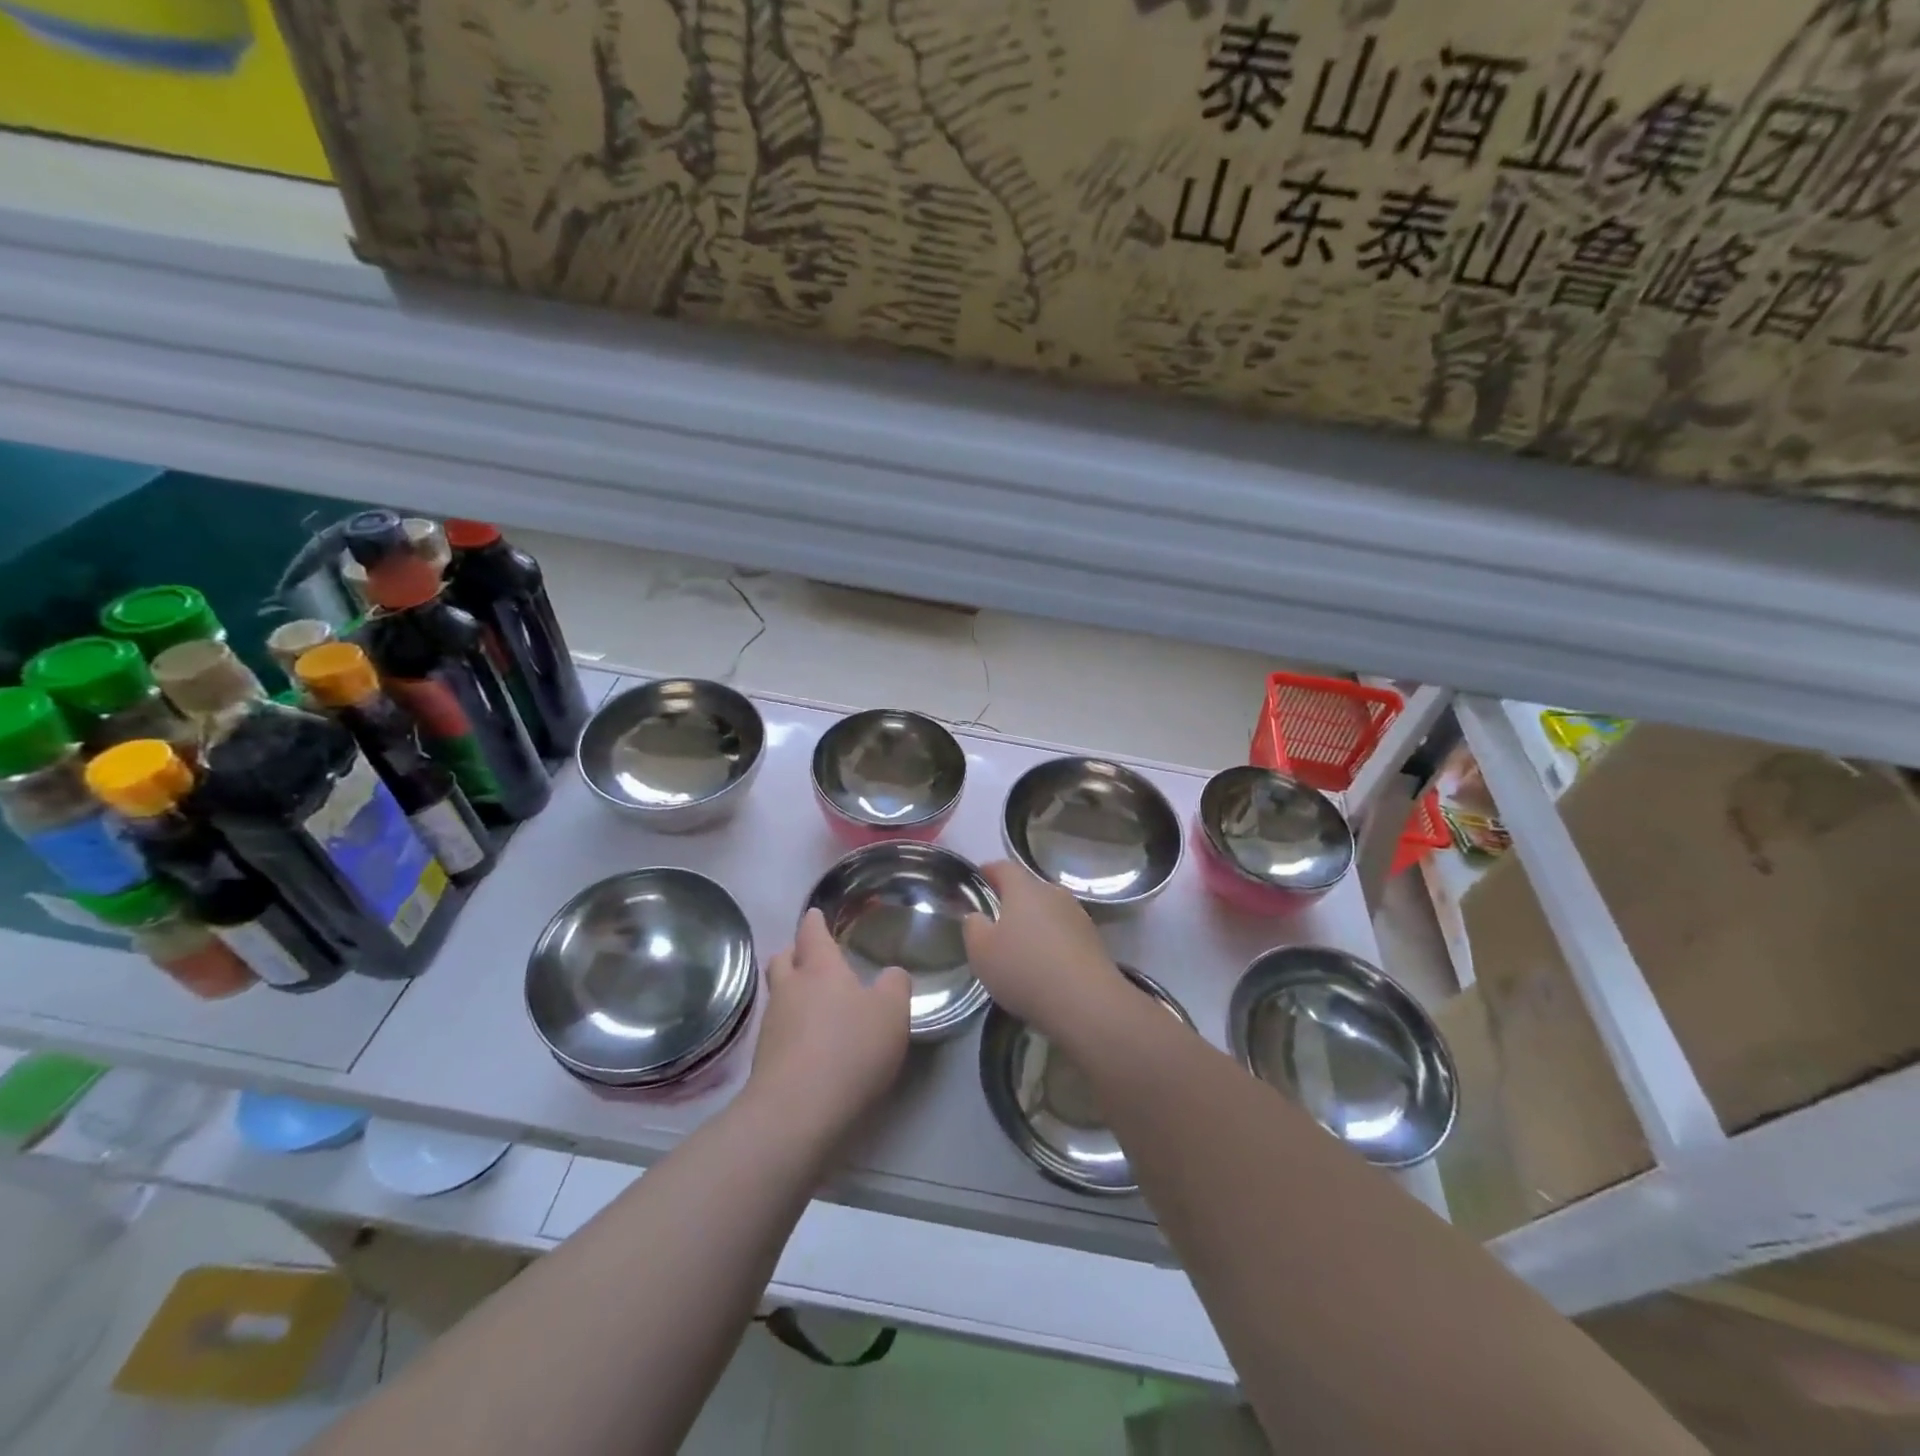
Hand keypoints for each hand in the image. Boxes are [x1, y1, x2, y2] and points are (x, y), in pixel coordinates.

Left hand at [749, 909, 910, 1146]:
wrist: (796, 1114)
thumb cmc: (850, 1049)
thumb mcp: (892, 1012)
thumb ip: (895, 985)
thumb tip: (890, 974)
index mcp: (820, 968)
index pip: (812, 932)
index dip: (815, 922)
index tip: (816, 915)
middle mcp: (790, 989)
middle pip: (783, 959)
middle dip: (795, 953)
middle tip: (812, 958)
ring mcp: (772, 1025)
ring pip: (778, 995)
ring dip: (792, 993)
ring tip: (814, 1002)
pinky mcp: (764, 1061)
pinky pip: (778, 1030)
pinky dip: (791, 1028)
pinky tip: (809, 1042)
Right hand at [963, 860, 1126, 1039]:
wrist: (1085, 1002)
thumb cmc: (1024, 969)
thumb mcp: (981, 951)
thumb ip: (973, 927)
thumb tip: (977, 915)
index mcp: (1024, 888)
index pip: (1004, 867)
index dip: (989, 871)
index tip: (978, 881)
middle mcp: (1053, 893)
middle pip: (1029, 889)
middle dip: (1012, 901)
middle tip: (997, 923)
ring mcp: (1078, 915)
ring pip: (1049, 911)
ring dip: (1035, 924)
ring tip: (1022, 949)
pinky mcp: (1094, 939)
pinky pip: (1065, 933)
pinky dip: (1052, 942)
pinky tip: (1046, 966)